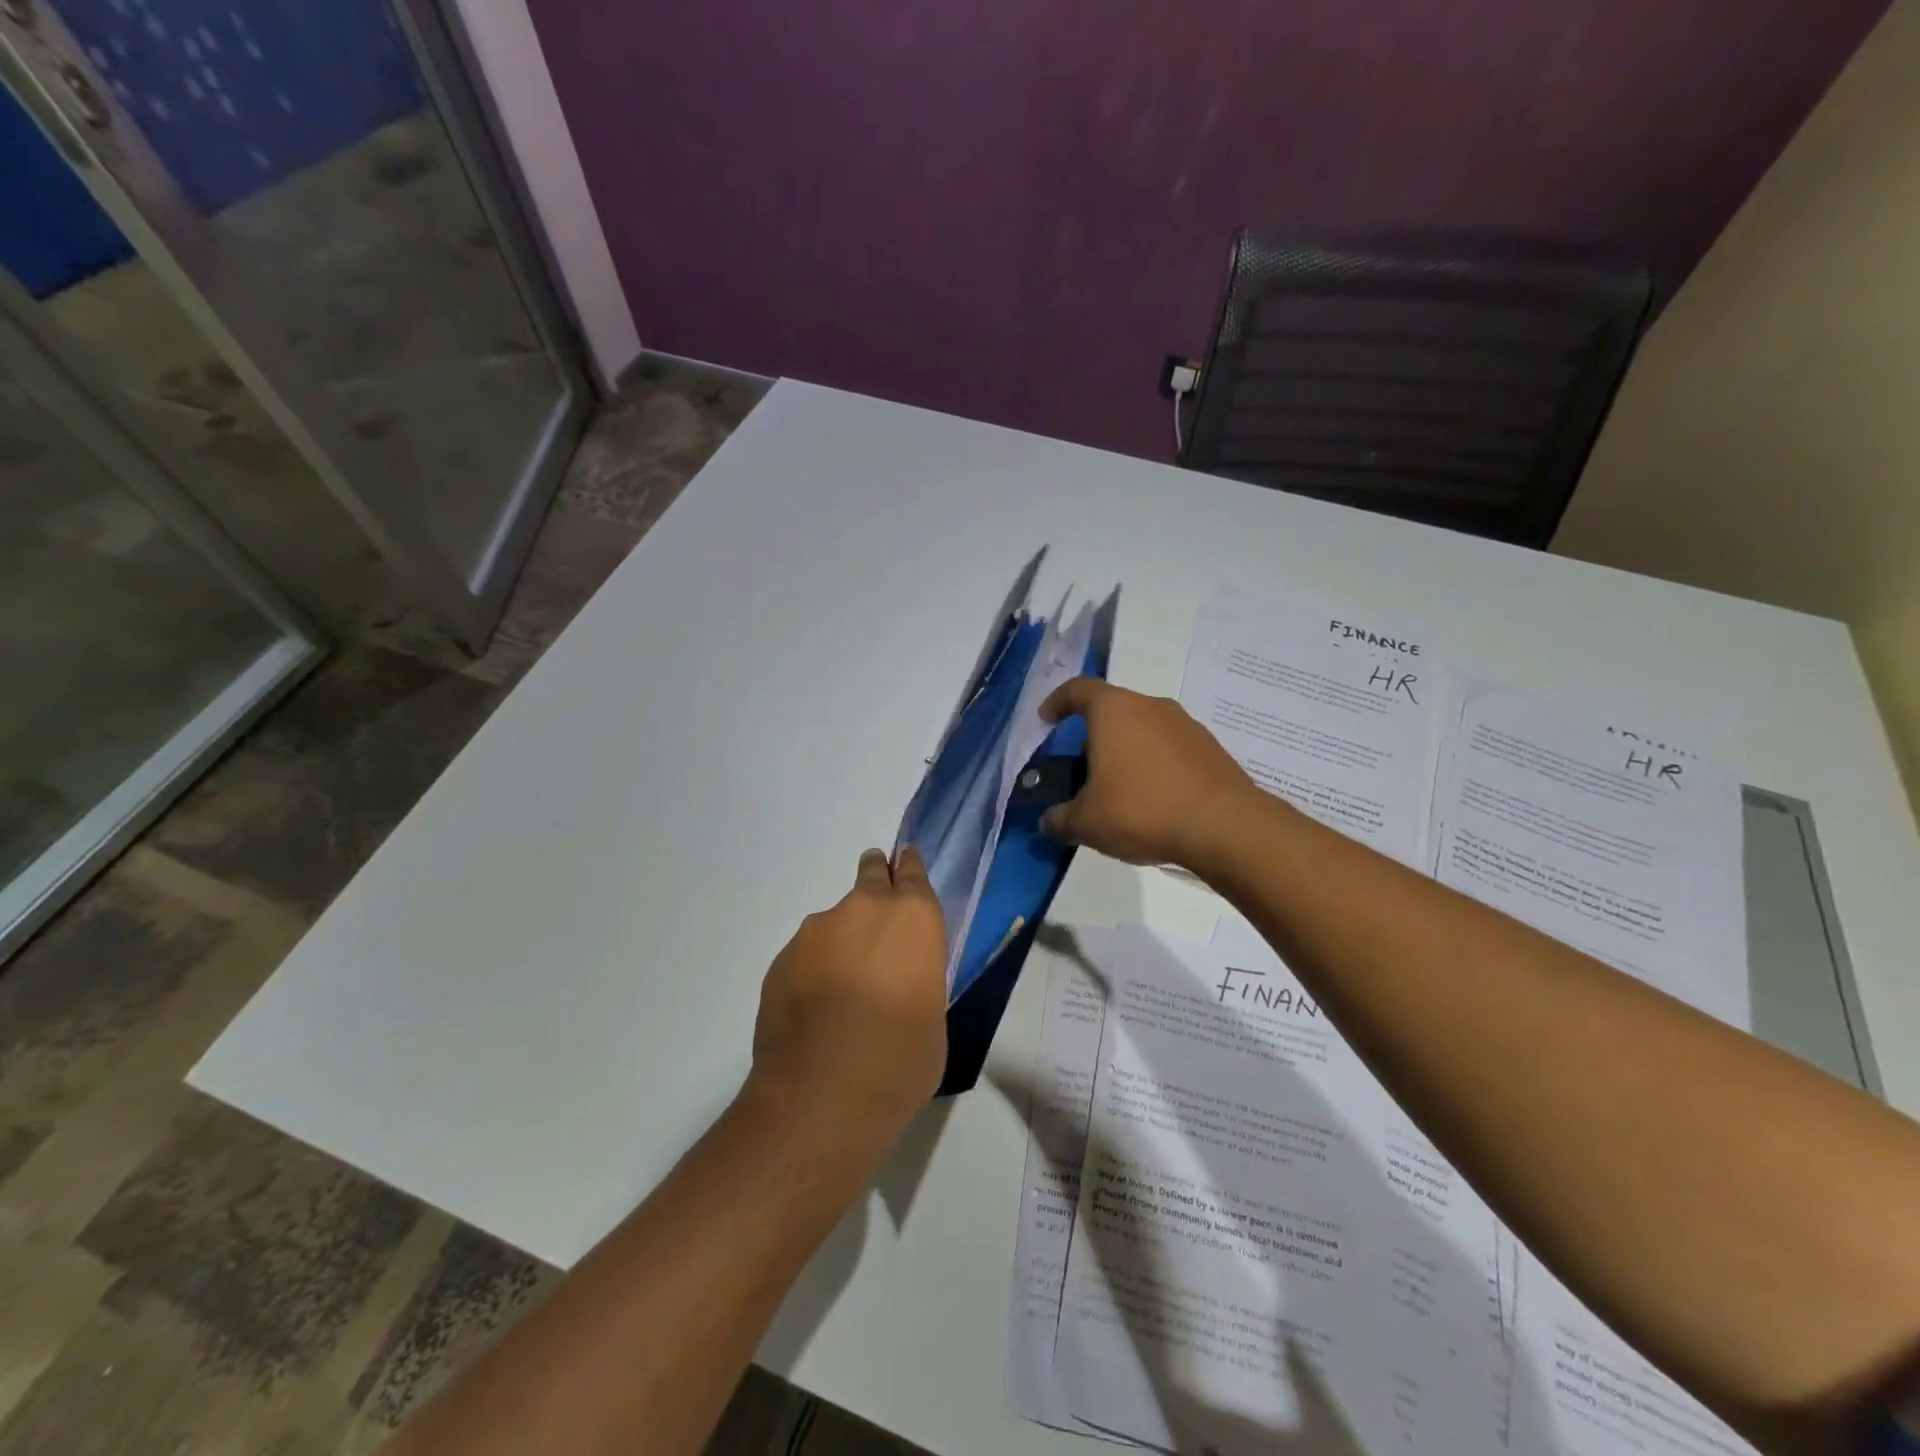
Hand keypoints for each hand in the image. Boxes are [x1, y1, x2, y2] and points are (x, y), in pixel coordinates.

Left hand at [750, 846, 946, 1134]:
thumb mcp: (933, 1016)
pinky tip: (816, 1010)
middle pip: (870, 876)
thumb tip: (899, 979)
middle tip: (876, 907)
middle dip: (875, 881)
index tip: (904, 863)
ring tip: (843, 991)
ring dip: (842, 941)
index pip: (912, 872)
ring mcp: (816, 932)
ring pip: (835, 922)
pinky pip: (807, 954)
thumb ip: (918, 977)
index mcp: (912, 918)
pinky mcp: (782, 959)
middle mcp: (863, 910)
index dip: (908, 868)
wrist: (820, 1099)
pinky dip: (814, 969)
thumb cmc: (900, 1062)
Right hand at [1038, 678, 1256, 872]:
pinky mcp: (1210, 748)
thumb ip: (1059, 819)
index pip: (1078, 690)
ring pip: (1144, 729)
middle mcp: (1151, 706)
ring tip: (1118, 787)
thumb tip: (1048, 823)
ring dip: (1126, 750)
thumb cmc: (1142, 810)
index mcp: (1114, 711)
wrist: (1225, 827)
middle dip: (1093, 734)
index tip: (1046, 720)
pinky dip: (1154, 765)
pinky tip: (1153, 798)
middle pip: (1113, 709)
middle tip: (1082, 766)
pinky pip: (1170, 748)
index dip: (1057, 701)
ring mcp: (1186, 725)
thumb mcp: (1087, 823)